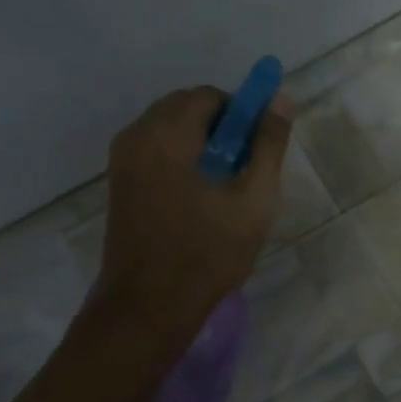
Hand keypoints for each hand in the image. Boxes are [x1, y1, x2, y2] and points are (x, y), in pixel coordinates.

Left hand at [94, 86, 292, 325]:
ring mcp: (122, 161)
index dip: (242, 114)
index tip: (259, 149)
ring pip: (169, 129)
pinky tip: (199, 198)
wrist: (150, 305)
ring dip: (201, 143)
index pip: (210, 96)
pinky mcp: (119, 183)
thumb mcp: (253, 199)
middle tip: (245, 169)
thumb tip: (281, 99)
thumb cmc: (208, 251)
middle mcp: (137, 136)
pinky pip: (155, 151)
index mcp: (167, 134)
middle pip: (186, 108)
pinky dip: (181, 158)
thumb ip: (268, 146)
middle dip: (221, 127)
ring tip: (224, 187)